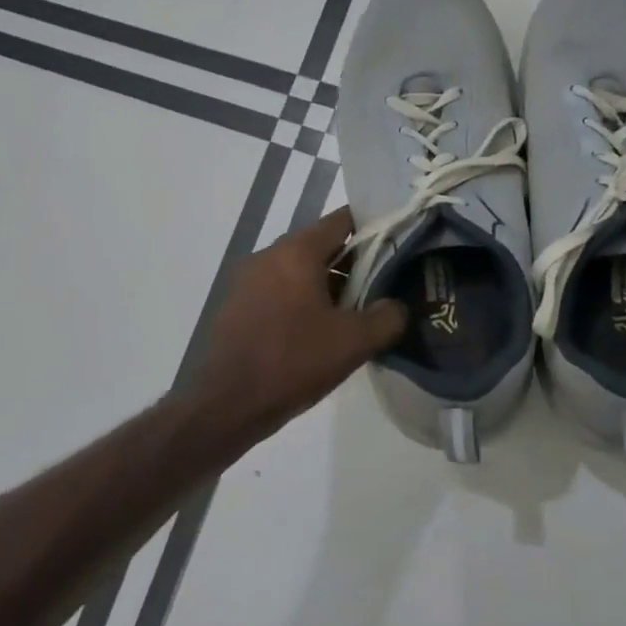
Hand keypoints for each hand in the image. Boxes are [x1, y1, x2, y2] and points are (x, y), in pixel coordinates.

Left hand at [199, 207, 407, 432]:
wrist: (228, 403)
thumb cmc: (294, 361)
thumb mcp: (354, 342)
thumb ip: (387, 317)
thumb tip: (397, 306)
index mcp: (297, 252)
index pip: (341, 221)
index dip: (372, 229)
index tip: (395, 247)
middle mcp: (269, 255)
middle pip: (320, 246)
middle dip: (351, 264)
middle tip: (380, 288)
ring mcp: (248, 279)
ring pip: (298, 270)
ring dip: (326, 285)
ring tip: (352, 314)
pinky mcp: (237, 304)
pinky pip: (278, 290)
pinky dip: (300, 300)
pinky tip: (317, 331)